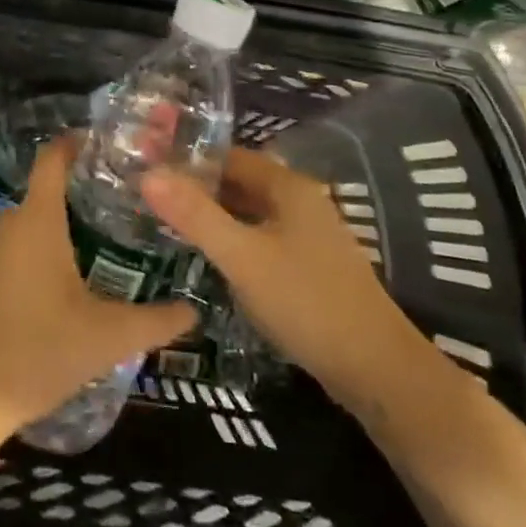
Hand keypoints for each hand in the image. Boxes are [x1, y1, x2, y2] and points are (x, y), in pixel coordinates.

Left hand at [0, 134, 196, 445]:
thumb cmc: (35, 351)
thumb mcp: (106, 338)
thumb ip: (155, 321)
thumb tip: (195, 310)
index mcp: (38, 219)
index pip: (54, 156)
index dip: (80, 142)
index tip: (116, 146)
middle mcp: (11, 222)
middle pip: (52, 188)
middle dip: (89, 190)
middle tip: (134, 202)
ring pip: (37, 220)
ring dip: (70, 222)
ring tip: (114, 237)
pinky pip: (22, 244)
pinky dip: (49, 246)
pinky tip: (76, 275)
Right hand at [142, 149, 425, 416]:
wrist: (377, 370)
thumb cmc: (306, 302)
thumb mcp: (242, 257)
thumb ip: (195, 215)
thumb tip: (148, 173)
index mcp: (288, 186)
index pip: (229, 156)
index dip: (189, 159)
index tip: (148, 166)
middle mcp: (300, 201)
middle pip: (240, 182)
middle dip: (198, 188)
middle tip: (149, 197)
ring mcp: (308, 235)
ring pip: (250, 213)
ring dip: (214, 215)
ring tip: (168, 224)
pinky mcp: (309, 267)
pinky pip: (261, 239)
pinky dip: (233, 240)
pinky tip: (210, 258)